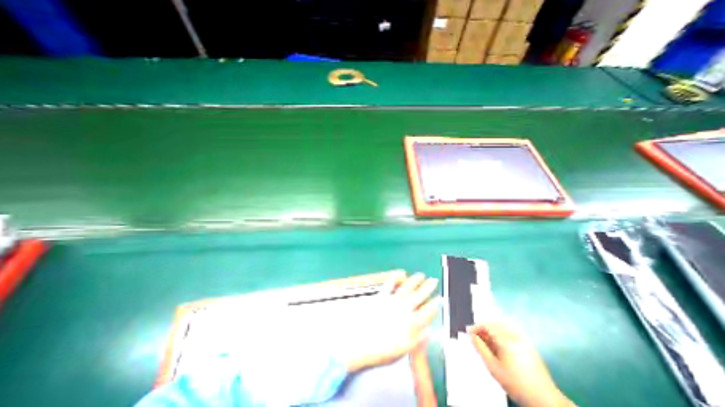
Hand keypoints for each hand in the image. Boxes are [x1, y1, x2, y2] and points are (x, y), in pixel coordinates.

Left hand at [343, 272, 438, 373]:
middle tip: (433, 280)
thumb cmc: (383, 349)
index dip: (434, 305)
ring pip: (406, 288)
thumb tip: (429, 330)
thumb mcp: (404, 349)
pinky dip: (394, 280)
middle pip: (418, 295)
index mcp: (410, 322)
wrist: (362, 342)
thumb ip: (418, 339)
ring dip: (414, 281)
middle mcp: (403, 308)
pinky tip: (397, 276)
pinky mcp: (381, 298)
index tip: (439, 299)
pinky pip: (389, 286)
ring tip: (420, 275)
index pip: (426, 311)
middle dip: (427, 287)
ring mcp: (392, 301)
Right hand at [471, 323, 578, 404]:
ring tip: (485, 339)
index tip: (468, 332)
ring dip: (491, 330)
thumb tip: (471, 335)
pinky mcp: (529, 345)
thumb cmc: (516, 384)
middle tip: (475, 335)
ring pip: (502, 327)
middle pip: (494, 324)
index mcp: (506, 339)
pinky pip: (510, 332)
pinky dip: (501, 333)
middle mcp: (515, 335)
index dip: (476, 327)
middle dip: (483, 328)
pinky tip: (498, 343)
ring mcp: (523, 339)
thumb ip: (480, 348)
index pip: (487, 326)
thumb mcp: (493, 367)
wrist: (545, 401)